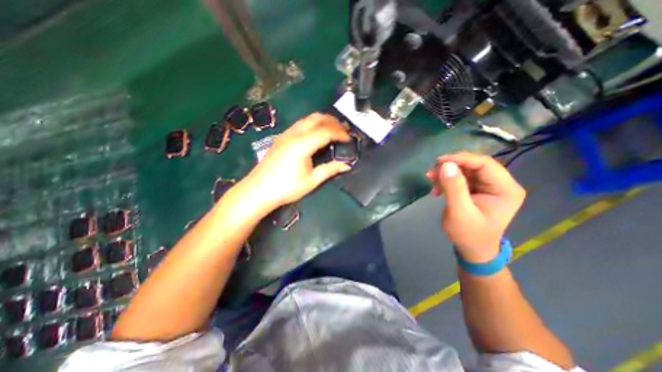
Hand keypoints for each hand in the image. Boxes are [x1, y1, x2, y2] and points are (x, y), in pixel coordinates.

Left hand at [240, 112, 350, 209]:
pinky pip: (300, 124)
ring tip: (333, 129)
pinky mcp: (281, 138)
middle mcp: (293, 134)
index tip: (350, 138)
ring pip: (307, 119)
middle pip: (316, 118)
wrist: (258, 191)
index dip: (340, 133)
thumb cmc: (286, 188)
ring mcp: (285, 134)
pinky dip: (312, 125)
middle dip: (332, 121)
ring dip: (322, 121)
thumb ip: (330, 169)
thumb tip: (347, 165)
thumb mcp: (312, 180)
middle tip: (344, 129)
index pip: (326, 132)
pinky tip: (316, 134)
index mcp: (302, 144)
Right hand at [429, 152, 528, 263]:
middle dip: (451, 167)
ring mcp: (488, 186)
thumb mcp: (459, 212)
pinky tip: (437, 190)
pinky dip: (446, 180)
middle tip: (431, 173)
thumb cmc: (469, 234)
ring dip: (446, 173)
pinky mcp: (477, 189)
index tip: (439, 162)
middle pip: (474, 165)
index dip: (461, 159)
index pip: (484, 164)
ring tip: (431, 181)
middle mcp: (500, 184)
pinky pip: (460, 177)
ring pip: (465, 169)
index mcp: (505, 189)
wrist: (472, 249)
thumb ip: (454, 188)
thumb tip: (445, 165)